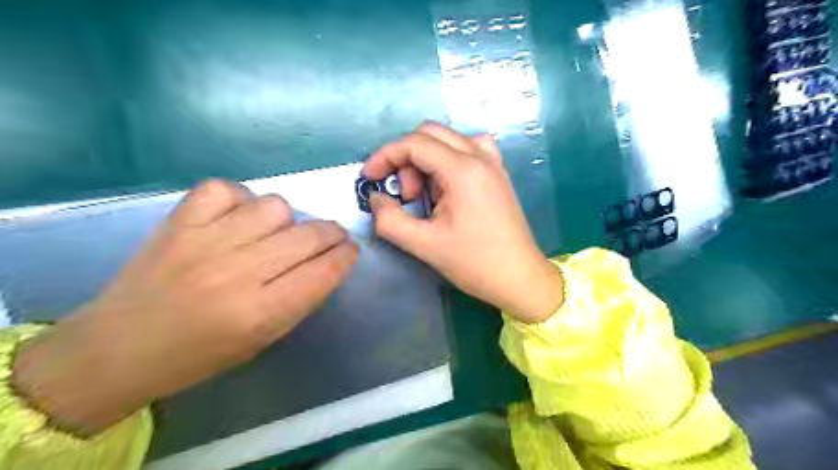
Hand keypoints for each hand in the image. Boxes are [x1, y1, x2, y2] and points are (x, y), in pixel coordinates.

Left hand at [13, 179, 357, 435]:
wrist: (118, 348)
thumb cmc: (200, 354)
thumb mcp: (263, 339)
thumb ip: (300, 298)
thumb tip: (328, 262)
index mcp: (259, 313)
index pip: (324, 271)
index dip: (346, 256)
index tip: (351, 250)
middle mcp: (236, 274)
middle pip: (308, 235)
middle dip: (332, 234)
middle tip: (332, 237)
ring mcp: (205, 242)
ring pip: (275, 206)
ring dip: (288, 220)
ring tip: (278, 232)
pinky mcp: (178, 221)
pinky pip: (227, 190)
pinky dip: (241, 199)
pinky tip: (239, 218)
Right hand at [362, 123, 562, 323]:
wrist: (520, 278)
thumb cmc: (475, 263)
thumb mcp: (424, 245)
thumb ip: (389, 220)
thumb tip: (377, 198)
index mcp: (463, 170)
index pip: (414, 143)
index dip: (384, 156)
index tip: (370, 179)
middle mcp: (480, 156)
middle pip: (430, 134)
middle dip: (406, 159)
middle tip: (405, 195)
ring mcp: (493, 162)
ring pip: (448, 139)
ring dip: (427, 159)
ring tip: (426, 195)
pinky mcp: (498, 173)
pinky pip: (467, 149)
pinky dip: (447, 160)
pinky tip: (447, 186)